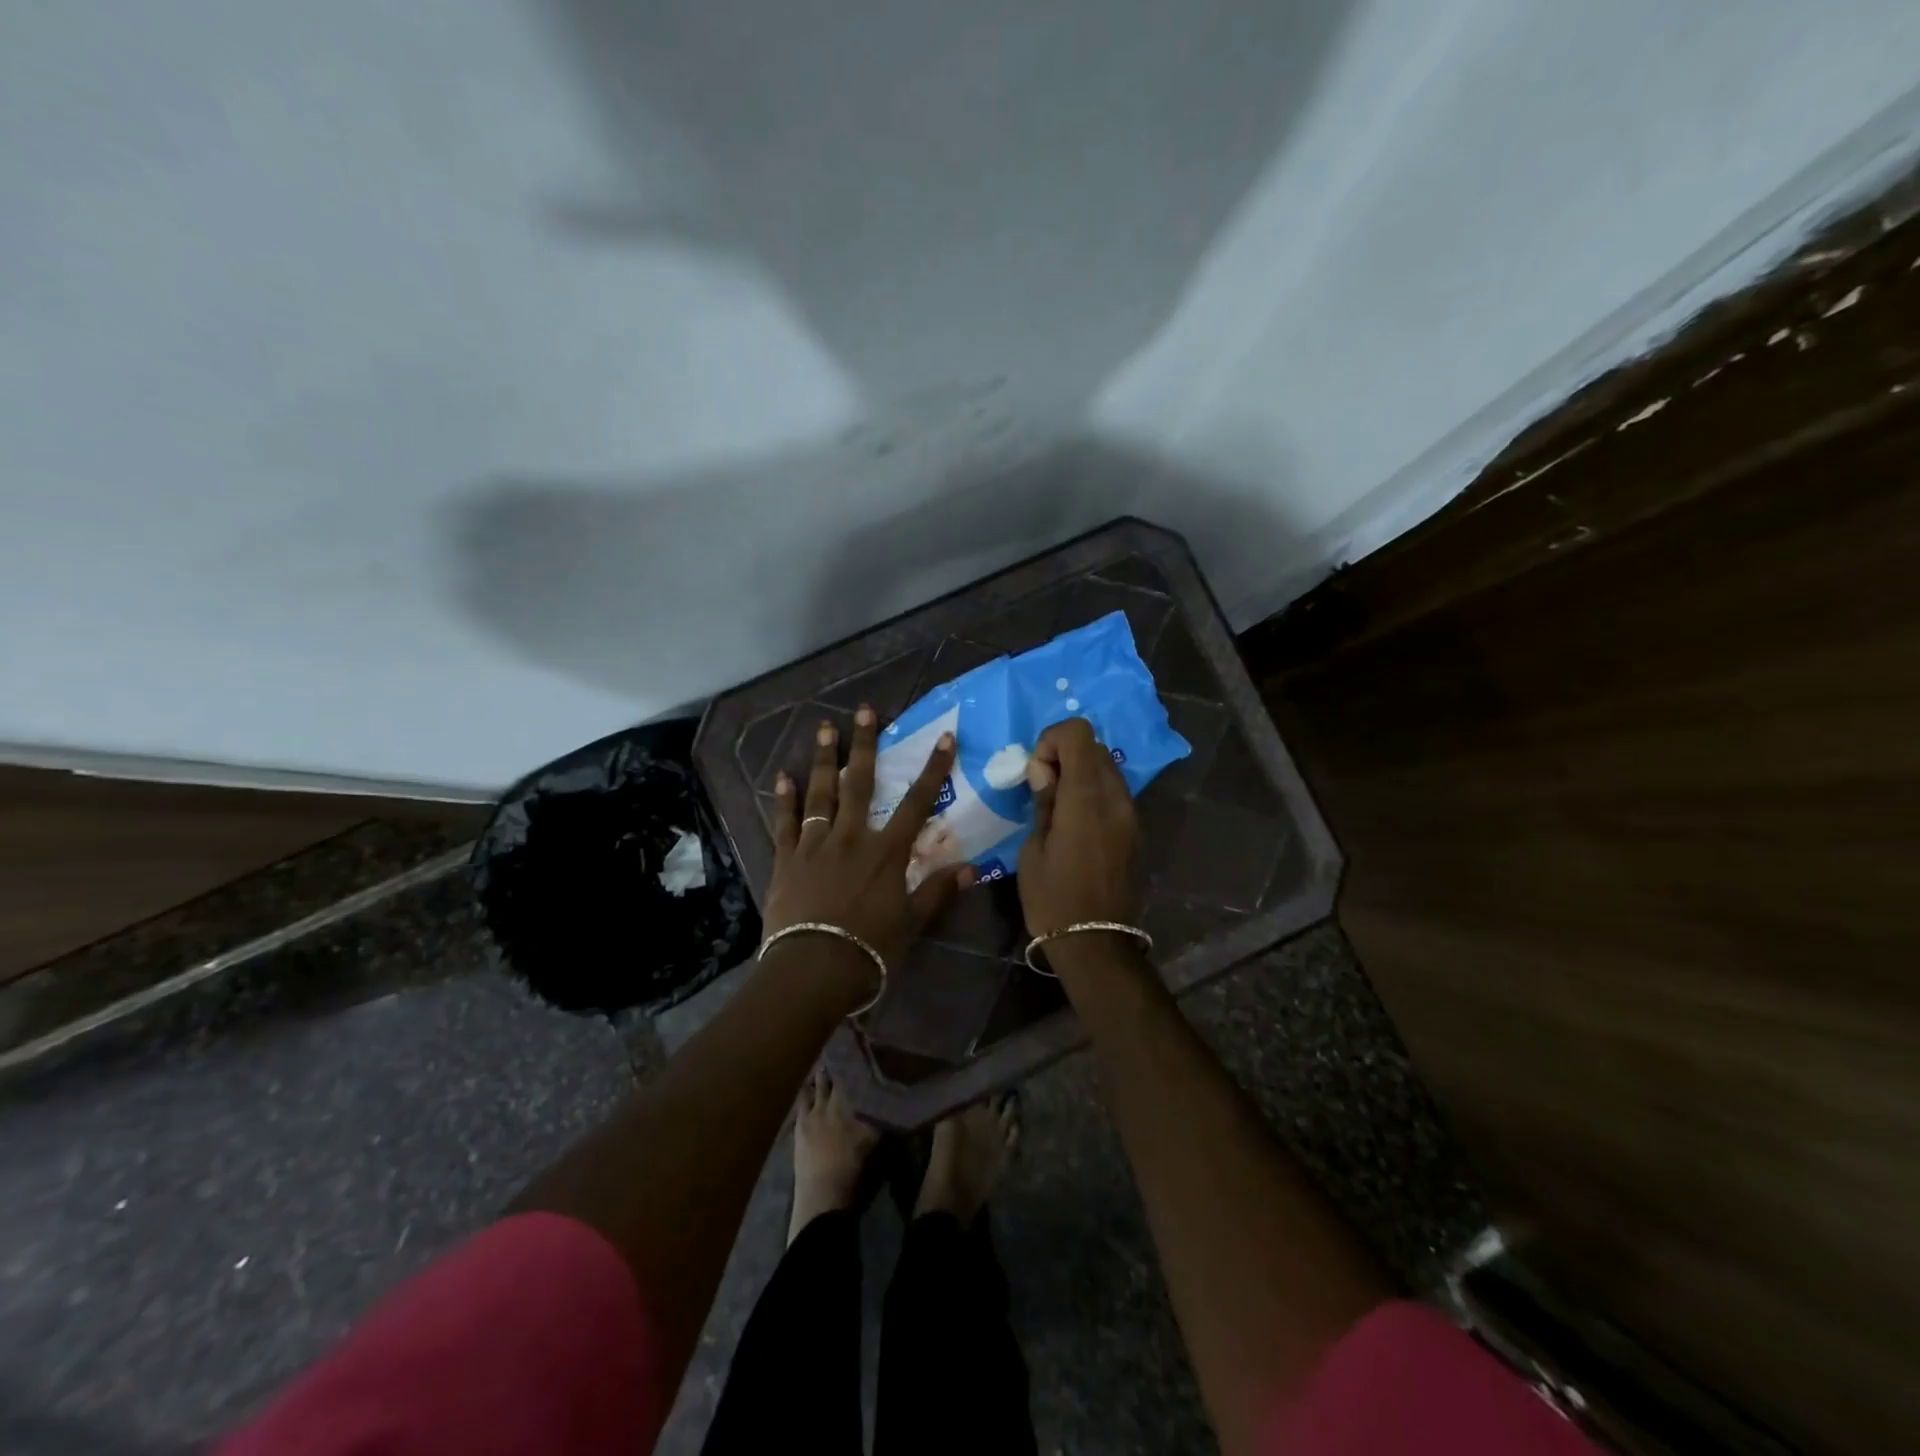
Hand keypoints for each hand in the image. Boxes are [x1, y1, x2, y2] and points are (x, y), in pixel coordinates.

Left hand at [764, 706, 974, 970]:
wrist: (812, 970)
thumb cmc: (869, 949)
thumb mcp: (912, 924)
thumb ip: (938, 892)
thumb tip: (973, 869)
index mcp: (886, 852)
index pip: (916, 803)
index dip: (933, 770)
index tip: (944, 739)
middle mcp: (851, 838)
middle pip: (859, 784)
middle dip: (864, 745)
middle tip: (865, 710)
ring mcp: (815, 846)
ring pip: (820, 794)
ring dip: (823, 760)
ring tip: (824, 729)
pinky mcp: (787, 860)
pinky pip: (785, 824)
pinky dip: (783, 800)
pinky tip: (781, 777)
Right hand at [1017, 717, 1139, 932]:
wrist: (1096, 943)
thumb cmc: (1052, 898)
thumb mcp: (1033, 849)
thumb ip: (1043, 801)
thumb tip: (1044, 770)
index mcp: (1086, 797)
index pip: (1079, 733)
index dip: (1052, 740)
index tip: (1036, 770)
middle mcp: (1116, 798)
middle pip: (1095, 747)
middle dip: (1064, 755)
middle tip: (1042, 788)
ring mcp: (1131, 814)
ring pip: (1107, 769)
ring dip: (1081, 774)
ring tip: (1058, 808)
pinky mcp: (1136, 831)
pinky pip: (1115, 794)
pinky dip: (1094, 793)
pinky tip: (1076, 825)